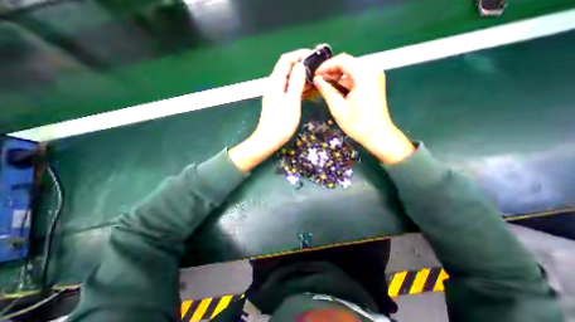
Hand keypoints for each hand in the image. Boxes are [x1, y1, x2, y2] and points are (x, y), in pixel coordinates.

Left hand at [226, 49, 312, 171]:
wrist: (268, 140)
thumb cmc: (280, 124)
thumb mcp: (291, 103)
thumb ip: (296, 83)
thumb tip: (301, 65)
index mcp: (276, 82)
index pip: (286, 60)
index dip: (299, 54)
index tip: (314, 57)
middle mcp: (275, 85)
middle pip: (288, 68)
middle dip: (303, 65)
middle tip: (318, 69)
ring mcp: (277, 93)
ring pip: (290, 79)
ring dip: (303, 77)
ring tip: (317, 79)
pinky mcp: (280, 101)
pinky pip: (290, 89)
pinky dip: (300, 87)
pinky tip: (310, 91)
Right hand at [314, 55, 413, 163]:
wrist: (378, 135)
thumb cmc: (357, 124)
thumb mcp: (338, 108)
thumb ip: (327, 91)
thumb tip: (317, 80)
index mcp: (364, 74)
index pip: (342, 60)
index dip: (326, 66)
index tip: (315, 76)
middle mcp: (372, 70)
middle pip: (347, 63)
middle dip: (331, 71)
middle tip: (319, 82)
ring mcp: (374, 77)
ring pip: (351, 71)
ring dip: (338, 78)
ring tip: (325, 88)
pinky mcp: (374, 84)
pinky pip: (357, 78)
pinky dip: (345, 83)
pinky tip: (337, 92)